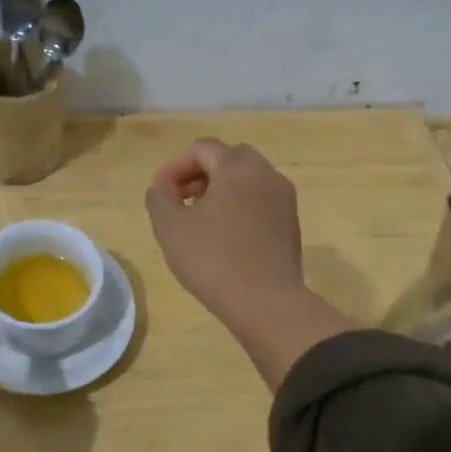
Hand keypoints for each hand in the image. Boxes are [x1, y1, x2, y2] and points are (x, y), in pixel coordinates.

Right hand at [145, 139, 305, 327]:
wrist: (266, 302)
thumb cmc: (213, 260)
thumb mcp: (170, 227)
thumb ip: (160, 197)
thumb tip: (163, 186)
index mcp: (237, 167)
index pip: (202, 148)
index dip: (175, 166)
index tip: (160, 193)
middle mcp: (266, 173)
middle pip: (228, 158)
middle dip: (201, 173)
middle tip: (181, 200)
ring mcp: (283, 198)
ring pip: (248, 179)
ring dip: (221, 189)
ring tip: (200, 219)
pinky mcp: (291, 223)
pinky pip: (261, 200)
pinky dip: (240, 205)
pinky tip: (225, 236)